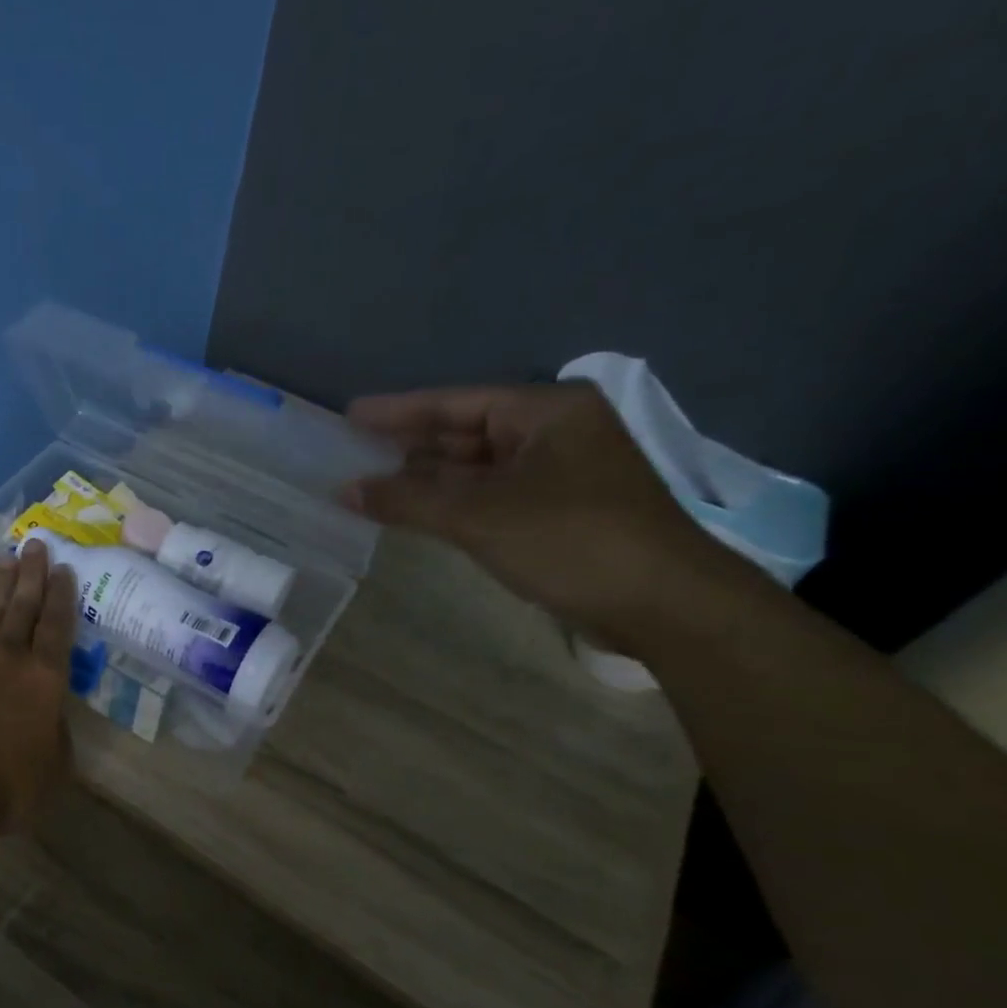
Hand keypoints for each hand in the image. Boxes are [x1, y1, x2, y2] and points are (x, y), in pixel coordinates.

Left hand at [0, 540, 77, 827]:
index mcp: (44, 677)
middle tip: (35, 544)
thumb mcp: (52, 767)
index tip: (63, 568)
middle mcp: (8, 656)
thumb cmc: (6, 783)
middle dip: (31, 573)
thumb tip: (49, 719)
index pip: (57, 625)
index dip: (62, 595)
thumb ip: (54, 734)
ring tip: (3, 558)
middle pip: (22, 605)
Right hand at [342, 382, 733, 645]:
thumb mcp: (478, 516)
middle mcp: (553, 433)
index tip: (349, 416)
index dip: (398, 411)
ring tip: (366, 482)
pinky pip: (487, 495)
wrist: (664, 605)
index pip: (455, 403)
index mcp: (546, 412)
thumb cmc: (571, 540)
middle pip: (464, 432)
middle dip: (407, 446)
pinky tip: (411, 509)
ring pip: (474, 468)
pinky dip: (448, 502)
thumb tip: (343, 490)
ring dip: (424, 478)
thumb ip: (406, 500)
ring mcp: (557, 473)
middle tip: (350, 452)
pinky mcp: (555, 511)